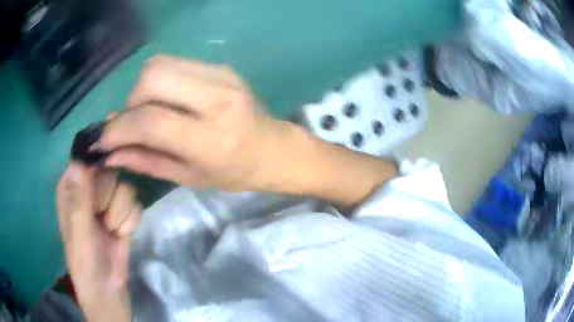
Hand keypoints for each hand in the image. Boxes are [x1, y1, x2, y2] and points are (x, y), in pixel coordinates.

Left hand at [56, 162, 140, 321]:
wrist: (108, 290)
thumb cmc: (85, 263)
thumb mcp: (79, 233)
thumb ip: (79, 199)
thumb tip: (79, 159)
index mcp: (71, 188)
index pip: (86, 159)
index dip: (96, 167)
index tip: (100, 184)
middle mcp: (89, 189)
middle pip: (110, 170)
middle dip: (108, 197)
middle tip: (100, 218)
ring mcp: (108, 201)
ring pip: (125, 187)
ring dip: (120, 214)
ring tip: (111, 231)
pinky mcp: (123, 213)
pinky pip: (136, 204)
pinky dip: (130, 222)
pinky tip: (121, 235)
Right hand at [96, 55, 397, 206]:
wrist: (274, 149)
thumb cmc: (234, 172)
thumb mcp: (187, 177)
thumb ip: (145, 161)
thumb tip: (108, 152)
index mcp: (212, 138)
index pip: (151, 121)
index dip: (119, 129)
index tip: (102, 140)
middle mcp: (217, 98)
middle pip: (152, 77)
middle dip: (131, 100)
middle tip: (134, 123)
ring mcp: (222, 75)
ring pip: (160, 64)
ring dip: (143, 89)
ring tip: (150, 112)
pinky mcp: (221, 66)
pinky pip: (175, 63)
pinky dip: (159, 81)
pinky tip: (167, 100)